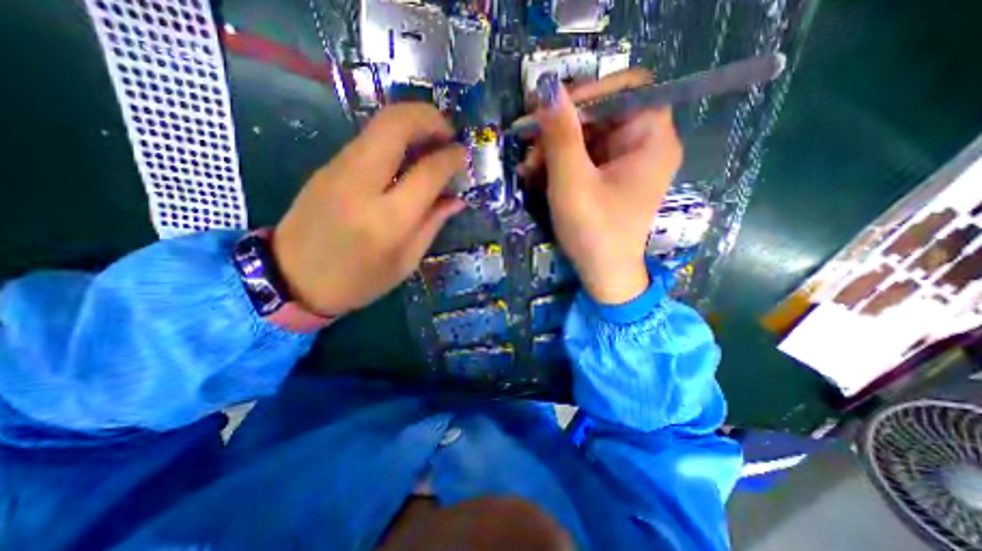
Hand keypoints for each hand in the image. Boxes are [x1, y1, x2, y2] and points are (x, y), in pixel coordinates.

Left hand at [269, 104, 464, 318]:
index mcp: (388, 219)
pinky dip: (395, 136)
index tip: (463, 154)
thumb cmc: (358, 280)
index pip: (427, 172)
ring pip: (379, 124)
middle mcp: (362, 184)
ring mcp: (339, 170)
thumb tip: (457, 199)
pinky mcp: (328, 166)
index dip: (451, 158)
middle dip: (429, 118)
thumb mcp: (405, 261)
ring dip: (412, 123)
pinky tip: (407, 156)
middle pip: (396, 124)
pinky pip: (368, 139)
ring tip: (432, 141)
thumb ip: (432, 224)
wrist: (292, 279)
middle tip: (448, 133)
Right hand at [520, 69, 683, 305]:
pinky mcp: (610, 178)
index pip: (628, 88)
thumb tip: (548, 89)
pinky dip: (560, 163)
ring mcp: (625, 163)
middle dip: (562, 128)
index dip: (589, 93)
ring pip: (588, 136)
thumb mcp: (572, 183)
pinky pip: (584, 156)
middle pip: (603, 113)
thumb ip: (561, 136)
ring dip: (555, 147)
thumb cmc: (593, 232)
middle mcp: (644, 145)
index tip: (552, 112)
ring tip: (529, 168)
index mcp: (651, 140)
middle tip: (530, 146)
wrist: (602, 275)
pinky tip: (538, 175)